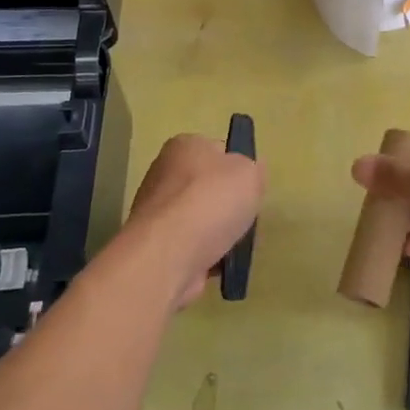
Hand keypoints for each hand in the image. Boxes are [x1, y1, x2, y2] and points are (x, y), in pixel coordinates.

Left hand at [126, 134, 264, 309]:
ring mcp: (157, 212)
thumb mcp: (250, 173)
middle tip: (244, 218)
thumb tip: (249, 176)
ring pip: (201, 219)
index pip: (217, 151)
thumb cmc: (211, 202)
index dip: (237, 169)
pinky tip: (218, 264)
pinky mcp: (155, 245)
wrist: (168, 256)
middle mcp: (164, 174)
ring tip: (233, 246)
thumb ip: (254, 170)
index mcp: (184, 146)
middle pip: (208, 188)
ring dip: (219, 233)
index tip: (249, 188)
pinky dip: (206, 255)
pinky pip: (191, 247)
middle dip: (228, 205)